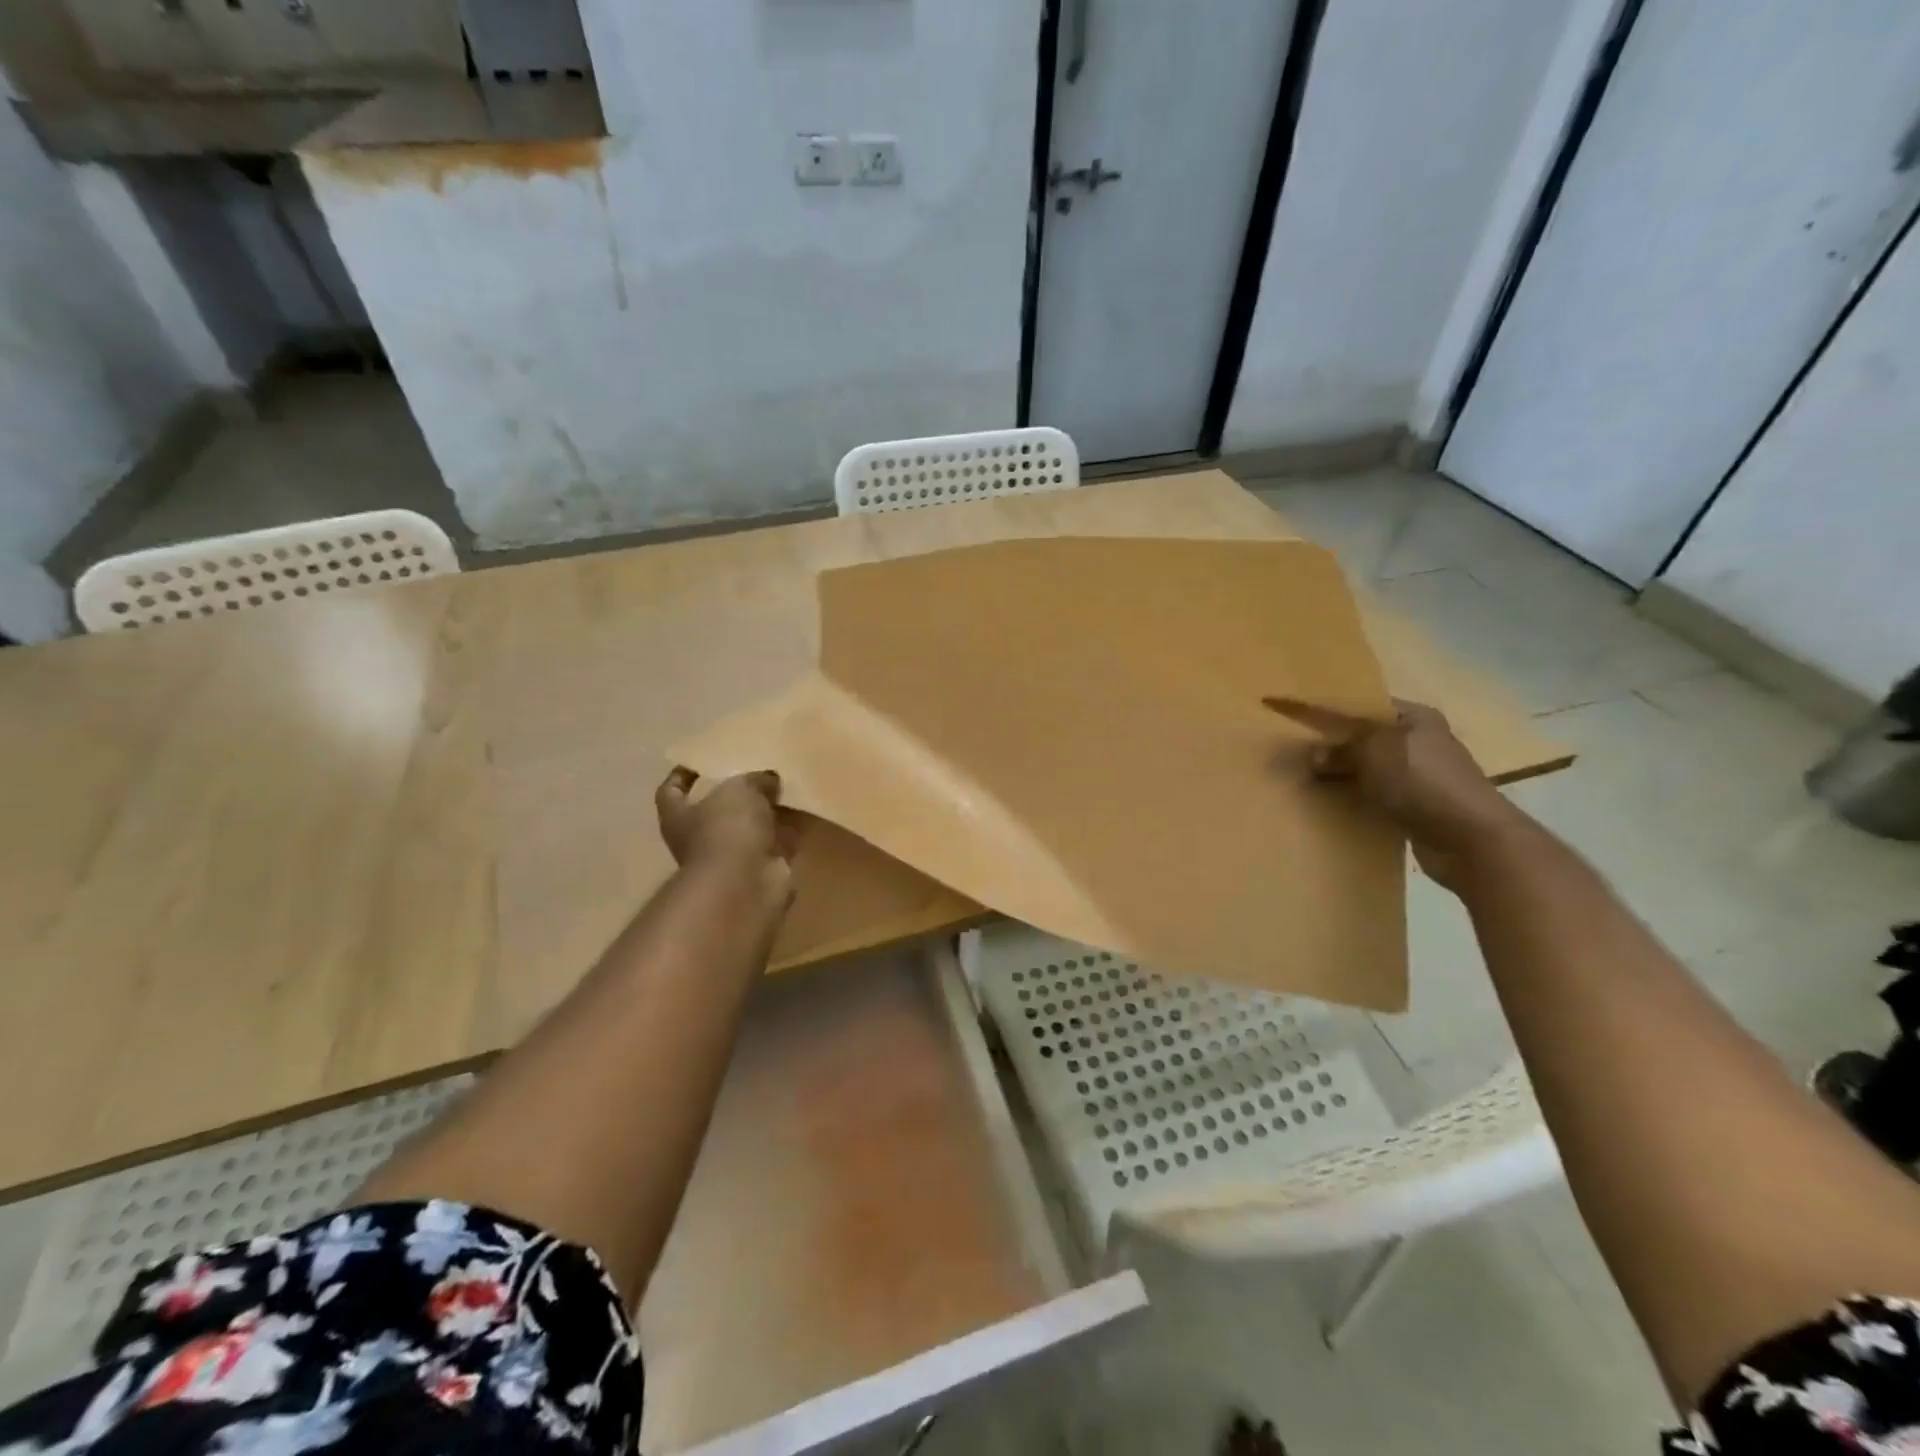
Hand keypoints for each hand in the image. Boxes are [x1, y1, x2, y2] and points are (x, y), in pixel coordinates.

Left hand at [655, 768, 799, 881]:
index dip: (681, 776)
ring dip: (771, 808)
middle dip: (741, 791)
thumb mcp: (740, 789)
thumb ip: (755, 779)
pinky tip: (808, 805)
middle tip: (762, 769)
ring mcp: (734, 855)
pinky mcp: (765, 866)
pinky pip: (781, 839)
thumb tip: (769, 779)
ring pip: (754, 824)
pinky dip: (793, 826)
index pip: (671, 792)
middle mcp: (702, 837)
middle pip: (719, 808)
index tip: (699, 763)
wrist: (746, 884)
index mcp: (679, 817)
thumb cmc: (726, 829)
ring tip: (791, 782)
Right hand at [1263, 697, 1531, 889]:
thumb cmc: (1422, 780)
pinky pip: (1375, 798)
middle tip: (1296, 754)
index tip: (1299, 719)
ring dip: (1342, 777)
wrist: (1470, 840)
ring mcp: (1420, 778)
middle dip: (1333, 747)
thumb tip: (1314, 755)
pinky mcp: (1416, 809)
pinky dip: (1354, 801)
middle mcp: (1420, 743)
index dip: (1332, 711)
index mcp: (1416, 718)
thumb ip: (1340, 748)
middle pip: (1365, 740)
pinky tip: (1330, 807)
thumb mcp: (1374, 751)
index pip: (1366, 706)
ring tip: (1305, 781)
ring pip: (1368, 771)